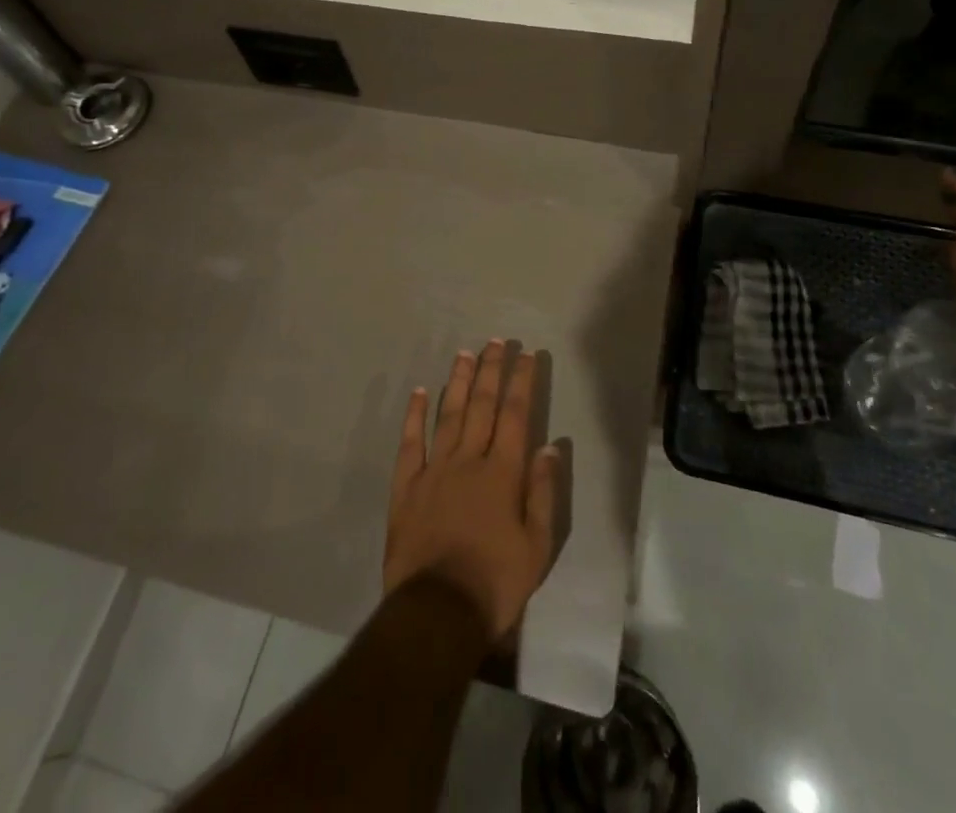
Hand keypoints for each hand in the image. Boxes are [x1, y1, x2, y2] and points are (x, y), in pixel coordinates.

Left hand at [384, 342, 560, 640]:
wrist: (437, 613)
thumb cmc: (495, 583)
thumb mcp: (537, 546)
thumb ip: (542, 492)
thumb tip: (549, 446)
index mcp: (503, 473)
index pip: (516, 415)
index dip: (522, 382)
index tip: (527, 355)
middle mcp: (469, 460)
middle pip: (482, 406)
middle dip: (491, 370)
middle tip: (496, 342)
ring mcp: (434, 471)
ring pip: (448, 415)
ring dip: (458, 382)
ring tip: (465, 354)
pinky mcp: (407, 487)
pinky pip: (410, 444)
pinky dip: (415, 416)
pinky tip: (419, 393)